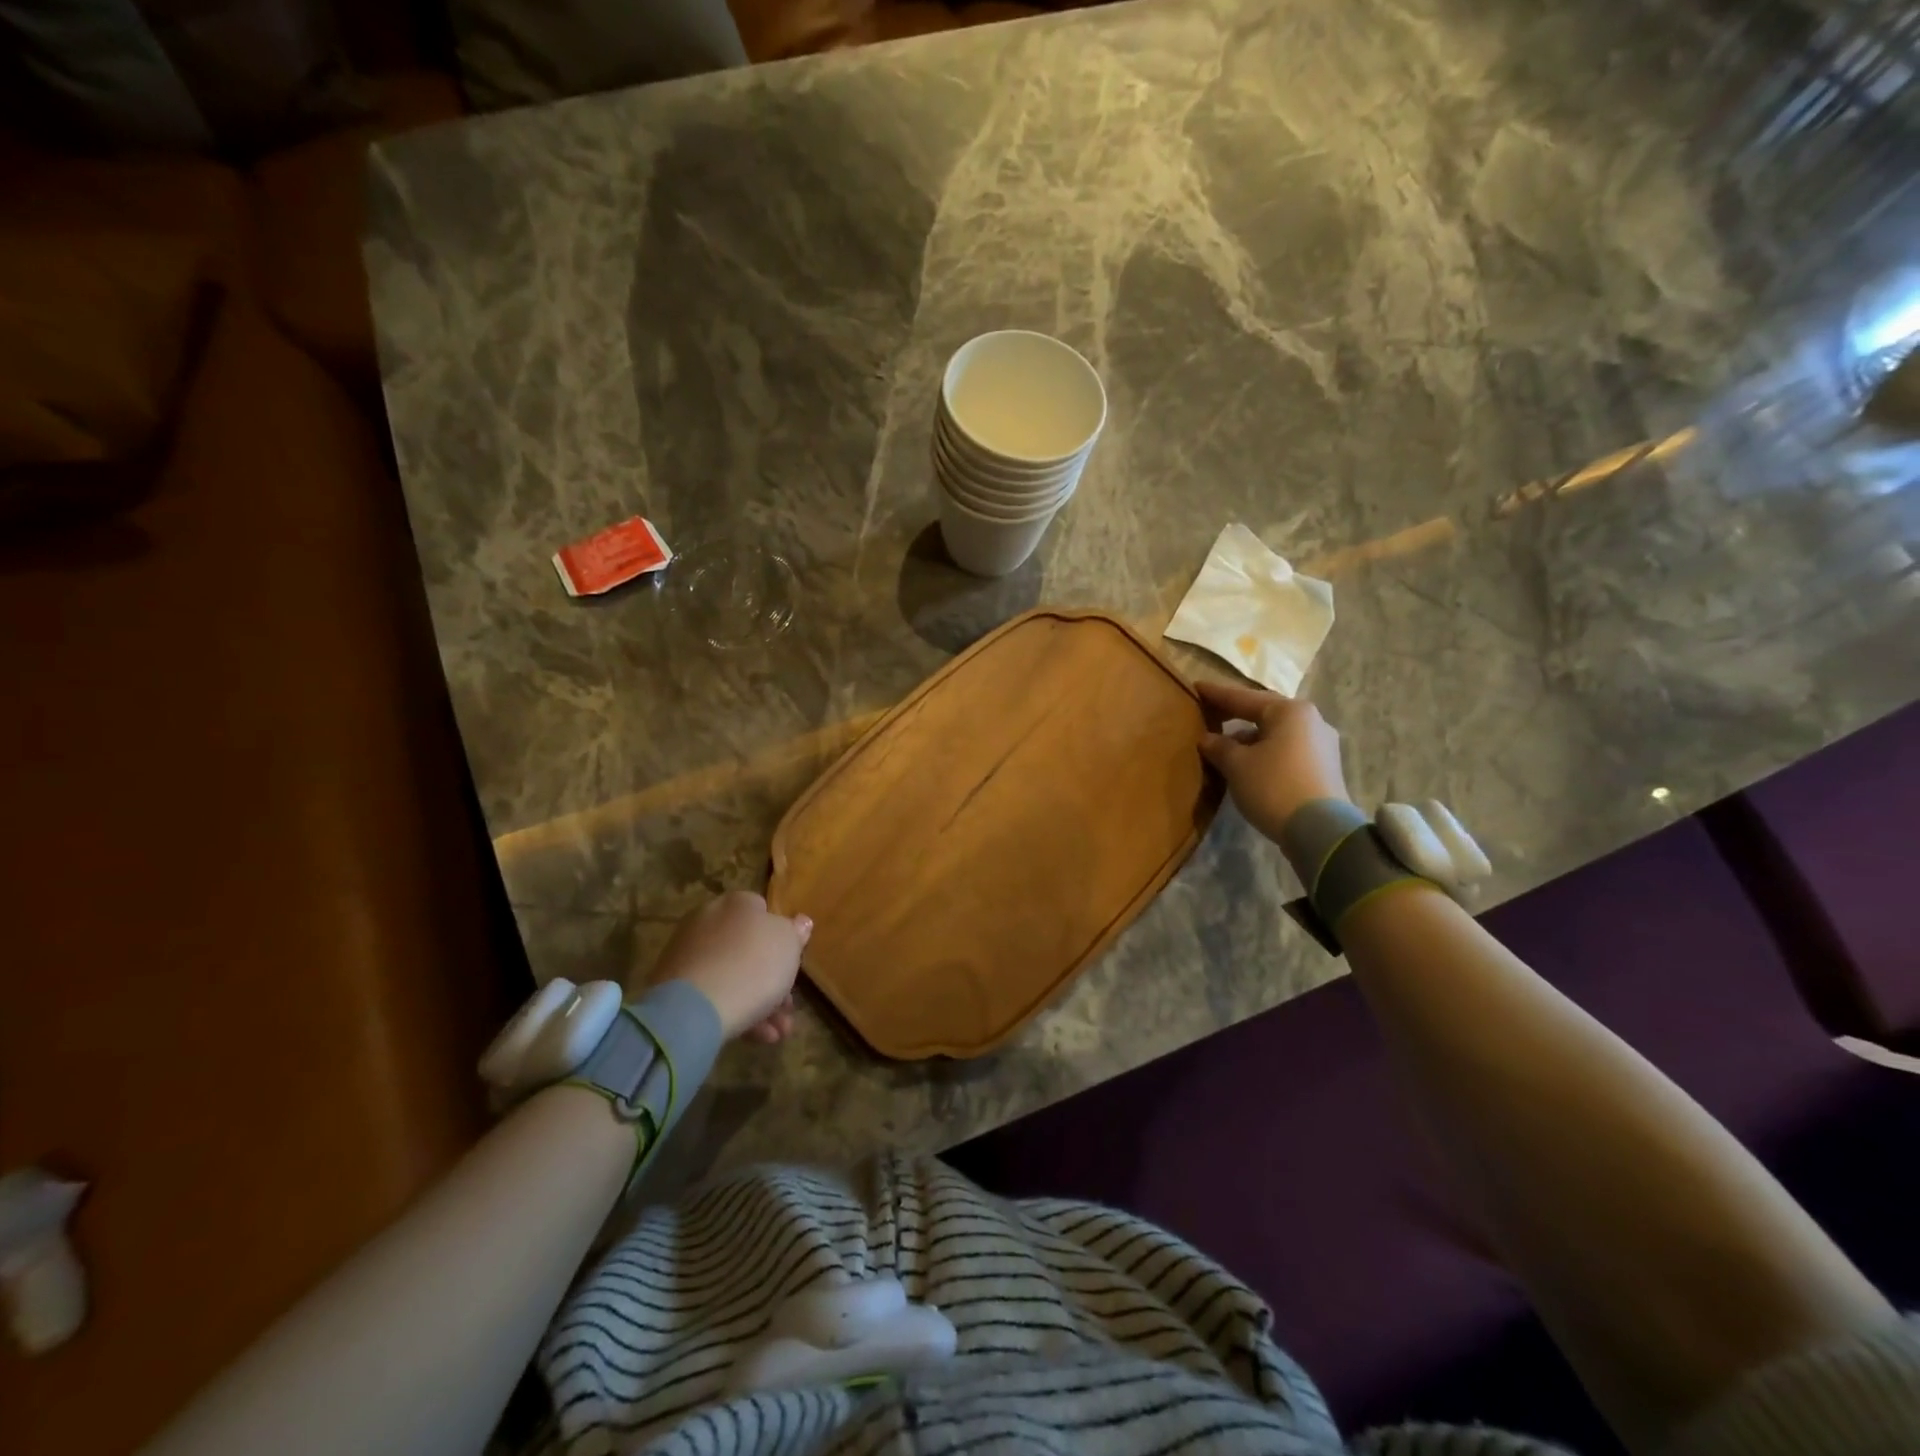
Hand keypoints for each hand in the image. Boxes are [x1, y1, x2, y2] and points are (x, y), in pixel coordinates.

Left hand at [647, 891, 811, 1043]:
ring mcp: (687, 953)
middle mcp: (708, 920)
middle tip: (788, 1007)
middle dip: (772, 979)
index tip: (793, 964)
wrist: (695, 1008)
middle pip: (748, 948)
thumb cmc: (753, 965)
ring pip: (732, 975)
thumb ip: (796, 932)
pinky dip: (735, 1011)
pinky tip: (757, 1037)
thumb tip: (801, 921)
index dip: (781, 938)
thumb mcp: (789, 944)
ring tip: (778, 1033)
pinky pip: (713, 995)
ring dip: (760, 1003)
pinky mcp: (672, 987)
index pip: (763, 912)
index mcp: (737, 903)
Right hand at [1197, 680, 1351, 846]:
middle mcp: (1311, 721)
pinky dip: (1265, 752)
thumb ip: (1219, 747)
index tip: (1196, 688)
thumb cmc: (1273, 786)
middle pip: (1264, 713)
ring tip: (1225, 746)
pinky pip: (1286, 751)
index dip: (1217, 694)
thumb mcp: (1237, 765)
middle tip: (1210, 713)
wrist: (1320, 832)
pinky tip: (1248, 764)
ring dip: (1250, 738)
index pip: (1244, 697)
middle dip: (1236, 715)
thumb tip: (1207, 739)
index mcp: (1290, 711)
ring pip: (1276, 734)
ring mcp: (1321, 745)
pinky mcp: (1324, 769)